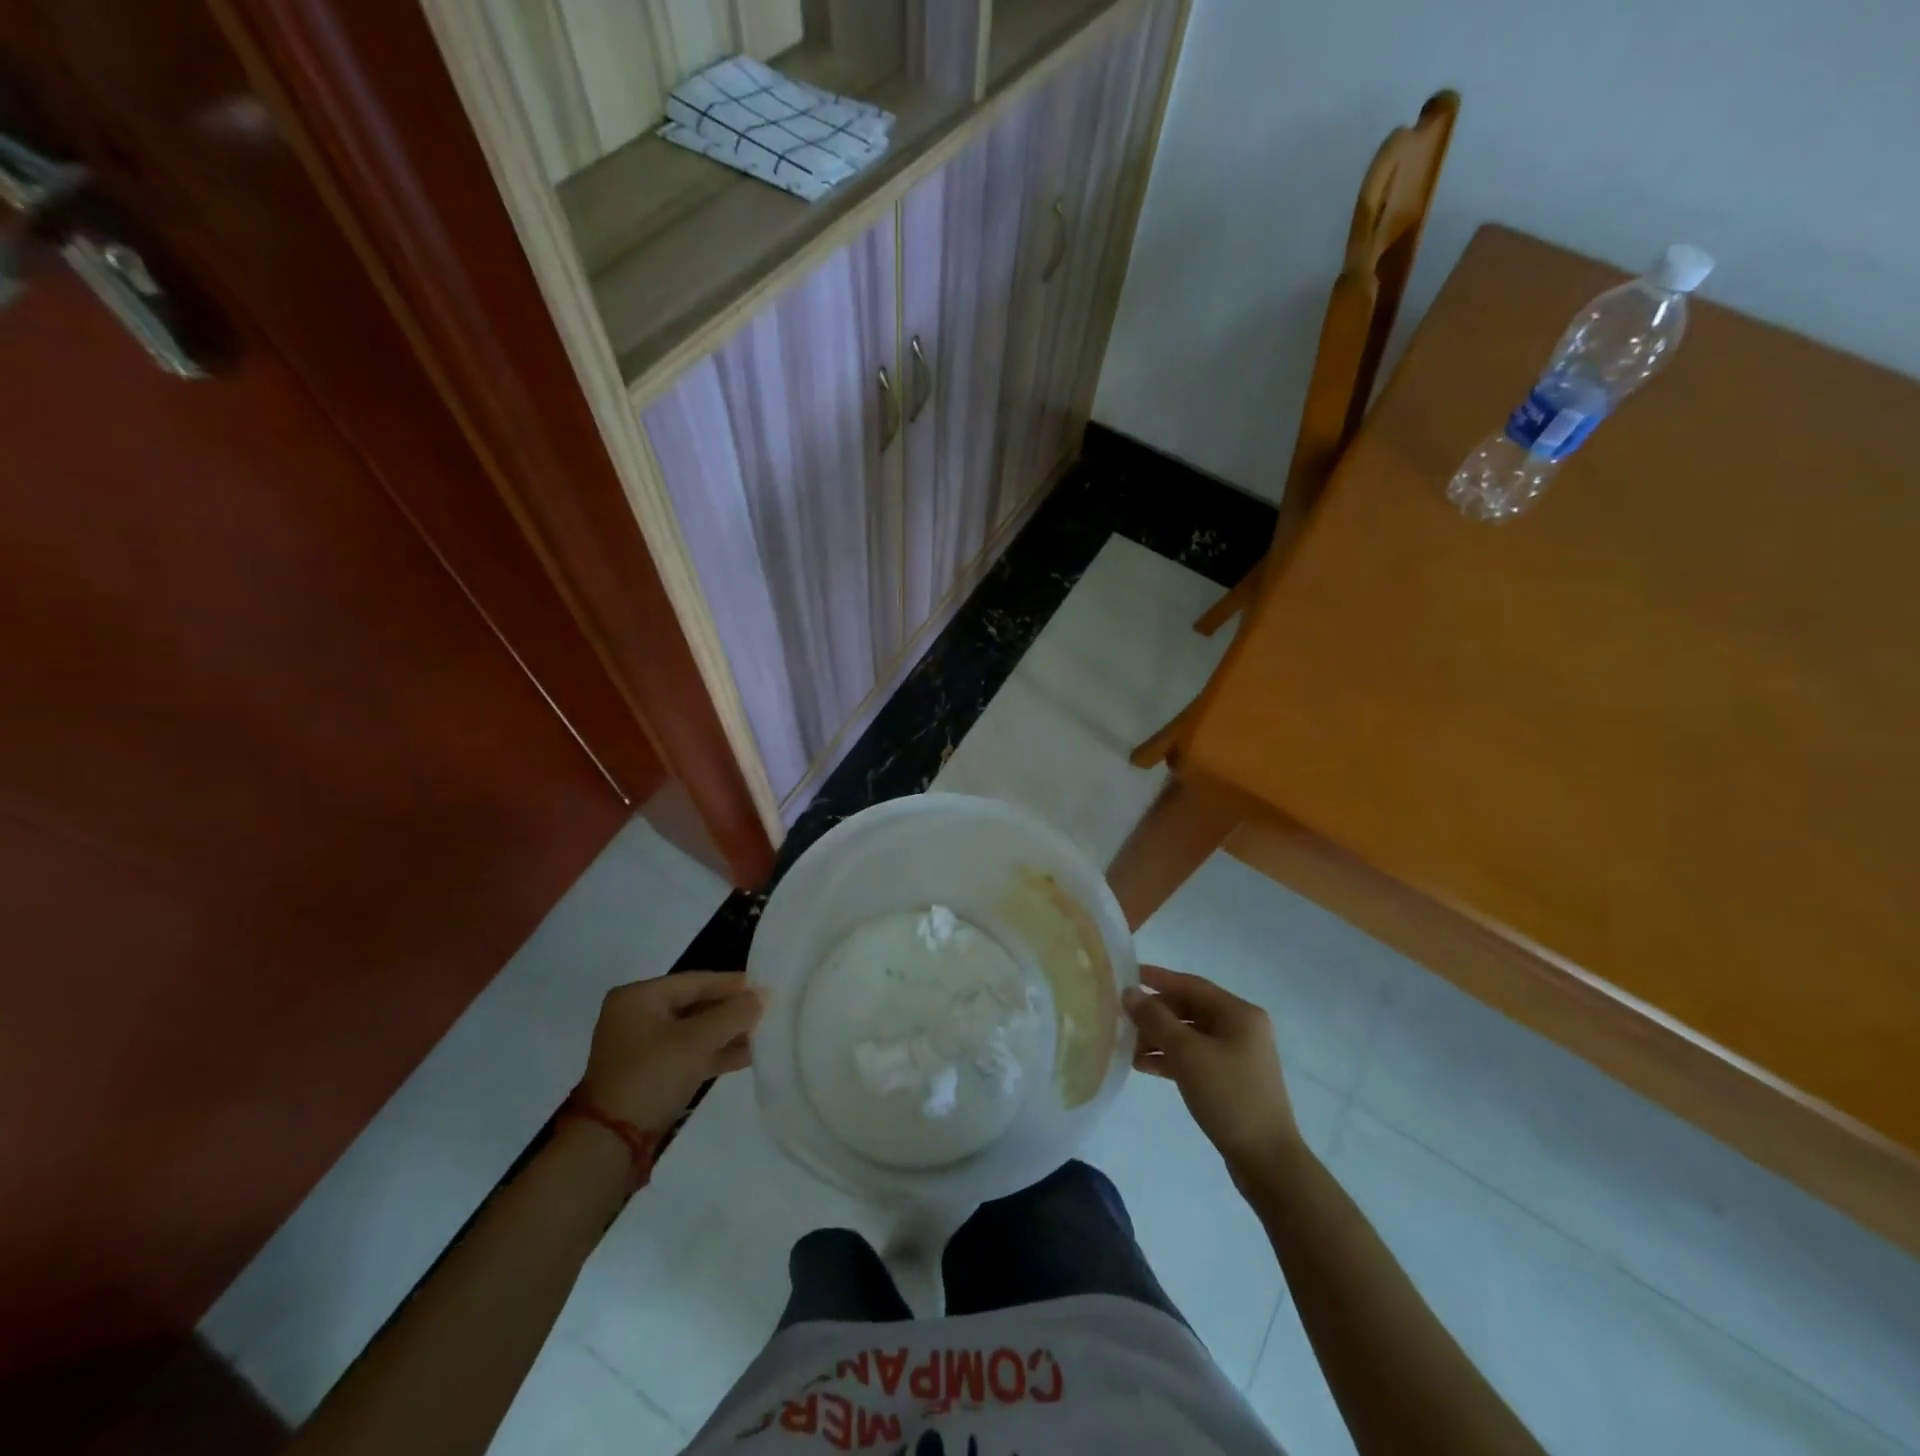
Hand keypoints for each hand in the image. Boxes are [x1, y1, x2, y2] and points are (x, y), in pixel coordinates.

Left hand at [579, 972, 763, 1132]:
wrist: (609, 1143)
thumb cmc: (652, 1076)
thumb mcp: (697, 1041)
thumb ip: (733, 1014)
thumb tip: (762, 995)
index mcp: (638, 997)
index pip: (695, 981)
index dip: (732, 984)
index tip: (765, 987)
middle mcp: (636, 1016)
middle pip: (694, 1005)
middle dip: (730, 1011)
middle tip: (766, 1011)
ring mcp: (641, 1047)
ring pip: (693, 1031)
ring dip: (726, 1034)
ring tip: (763, 1034)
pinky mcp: (649, 1074)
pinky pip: (687, 1053)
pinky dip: (713, 1053)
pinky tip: (746, 1056)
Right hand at [1124, 965, 1299, 1167]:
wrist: (1267, 1161)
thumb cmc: (1229, 1096)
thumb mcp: (1188, 1053)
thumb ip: (1156, 1019)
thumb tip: (1130, 993)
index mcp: (1239, 1014)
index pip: (1191, 985)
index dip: (1158, 979)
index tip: (1127, 975)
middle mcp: (1241, 1028)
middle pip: (1189, 1010)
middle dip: (1155, 1014)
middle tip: (1123, 1018)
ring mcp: (1237, 1055)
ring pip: (1190, 1035)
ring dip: (1159, 1038)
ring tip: (1128, 1047)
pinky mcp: (1230, 1080)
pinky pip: (1194, 1057)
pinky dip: (1171, 1058)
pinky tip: (1144, 1066)